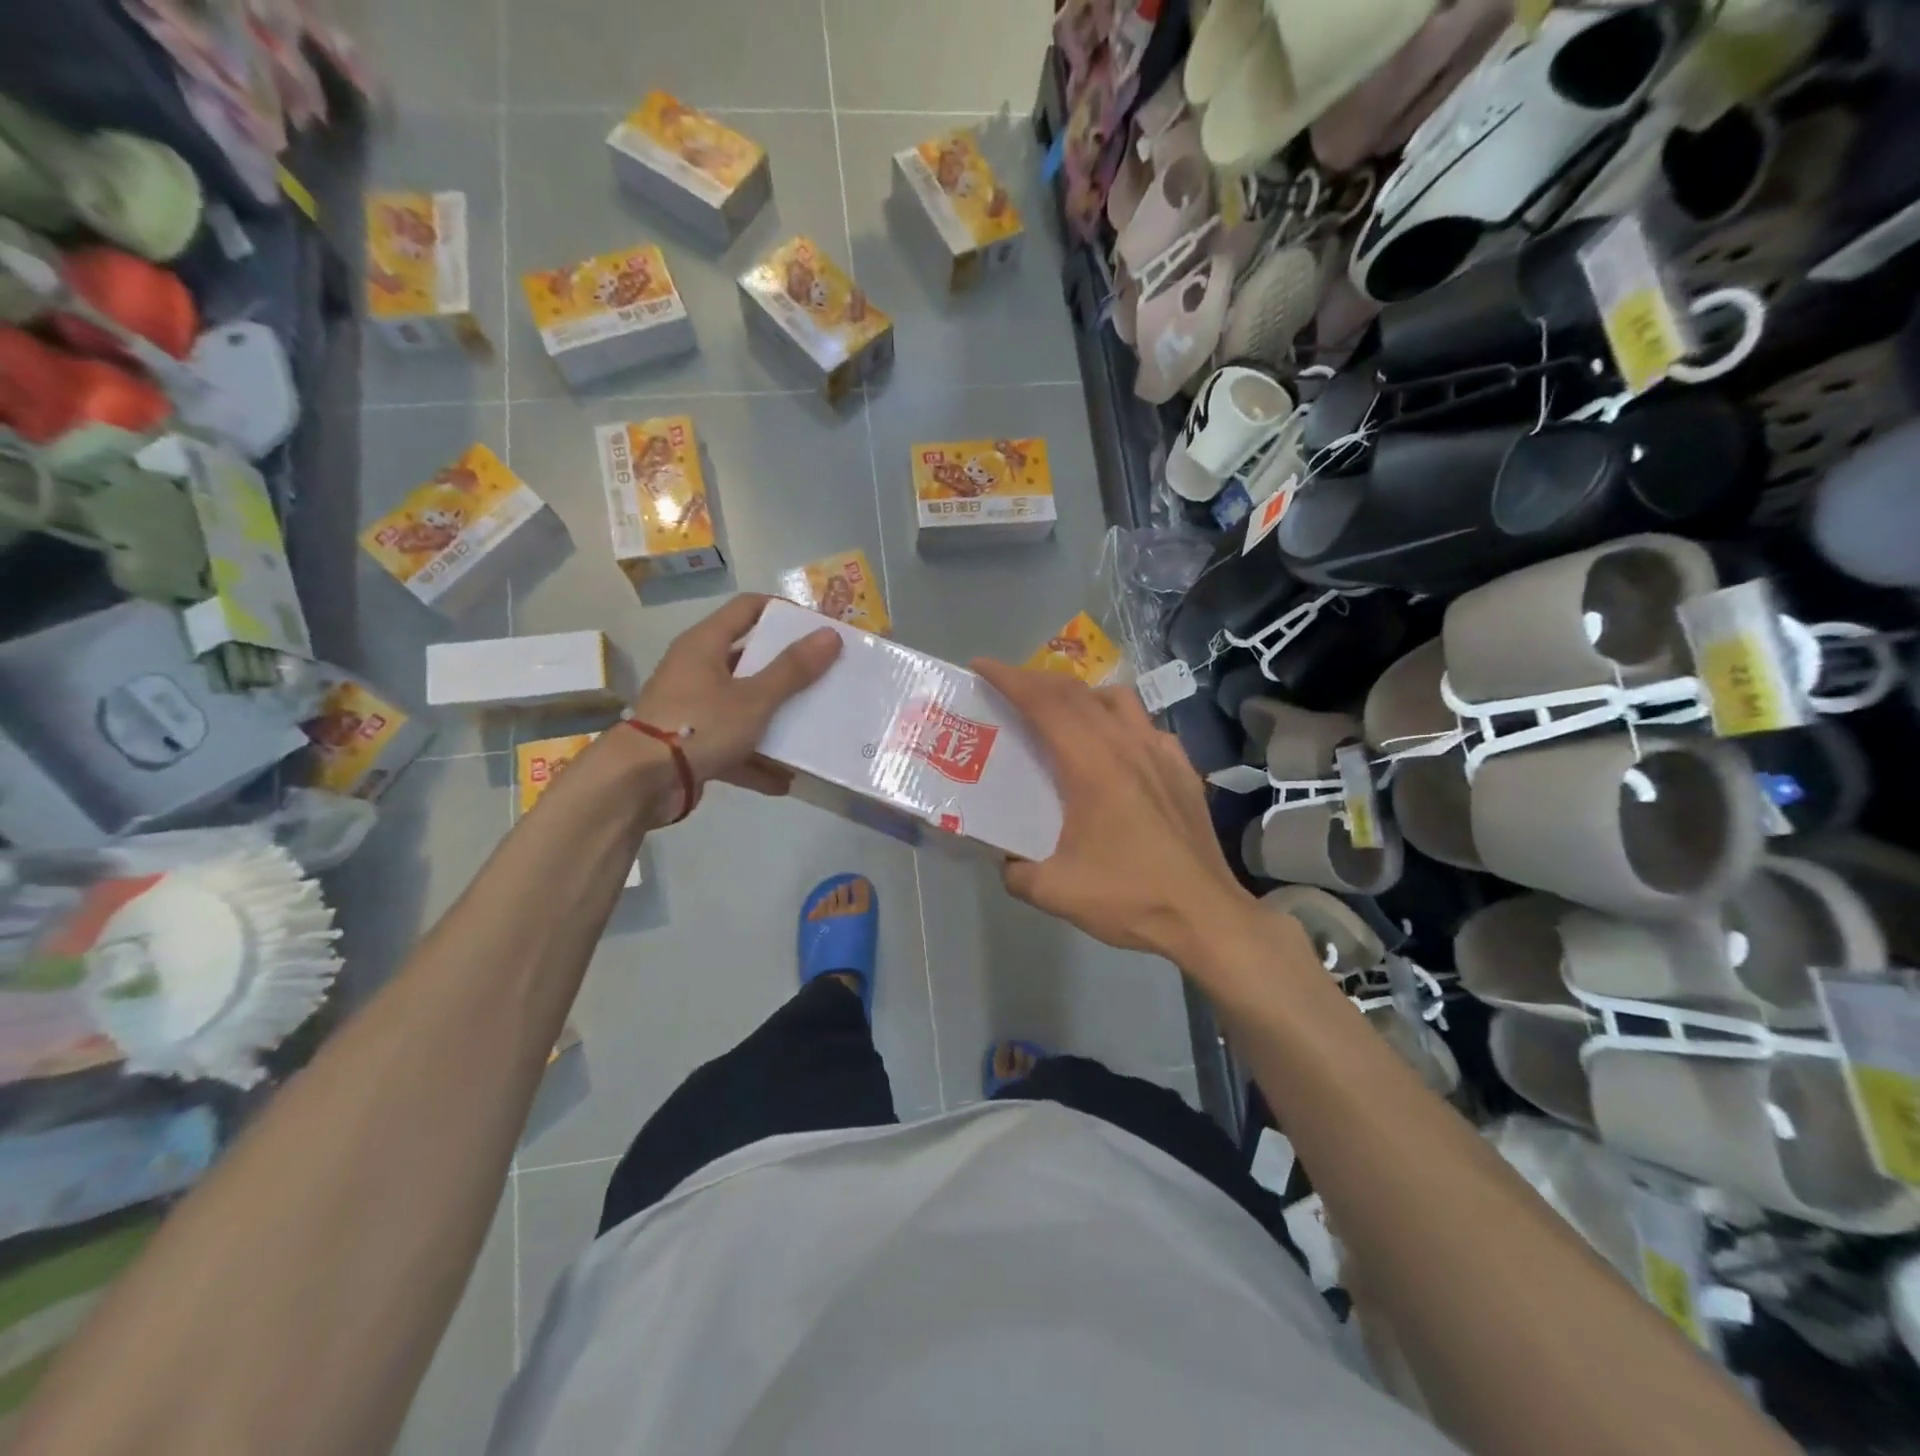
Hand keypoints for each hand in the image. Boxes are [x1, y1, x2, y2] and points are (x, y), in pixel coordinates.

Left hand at [628, 594, 839, 799]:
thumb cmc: (699, 726)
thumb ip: (793, 669)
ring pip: (743, 706)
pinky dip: (756, 760)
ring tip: (812, 727)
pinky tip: (786, 779)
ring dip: (775, 720)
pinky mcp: (692, 746)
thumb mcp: (754, 697)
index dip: (784, 612)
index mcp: (705, 645)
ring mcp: (693, 710)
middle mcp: (697, 670)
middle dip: (788, 671)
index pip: (748, 608)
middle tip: (825, 676)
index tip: (818, 628)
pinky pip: (733, 747)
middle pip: (750, 659)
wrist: (639, 783)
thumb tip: (830, 635)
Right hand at [972, 658, 1258, 964]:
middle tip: (1007, 688)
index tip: (981, 667)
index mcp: (1092, 765)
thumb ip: (1015, 870)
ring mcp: (1162, 753)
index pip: (1045, 703)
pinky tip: (1115, 750)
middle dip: (1036, 681)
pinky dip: (1119, 722)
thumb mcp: (1055, 891)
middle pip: (1077, 692)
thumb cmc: (1130, 898)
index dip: (1010, 678)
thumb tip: (1003, 858)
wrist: (1206, 917)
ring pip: (1117, 699)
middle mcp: (1128, 745)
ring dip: (1081, 695)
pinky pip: (1146, 726)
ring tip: (1061, 714)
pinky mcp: (1183, 769)